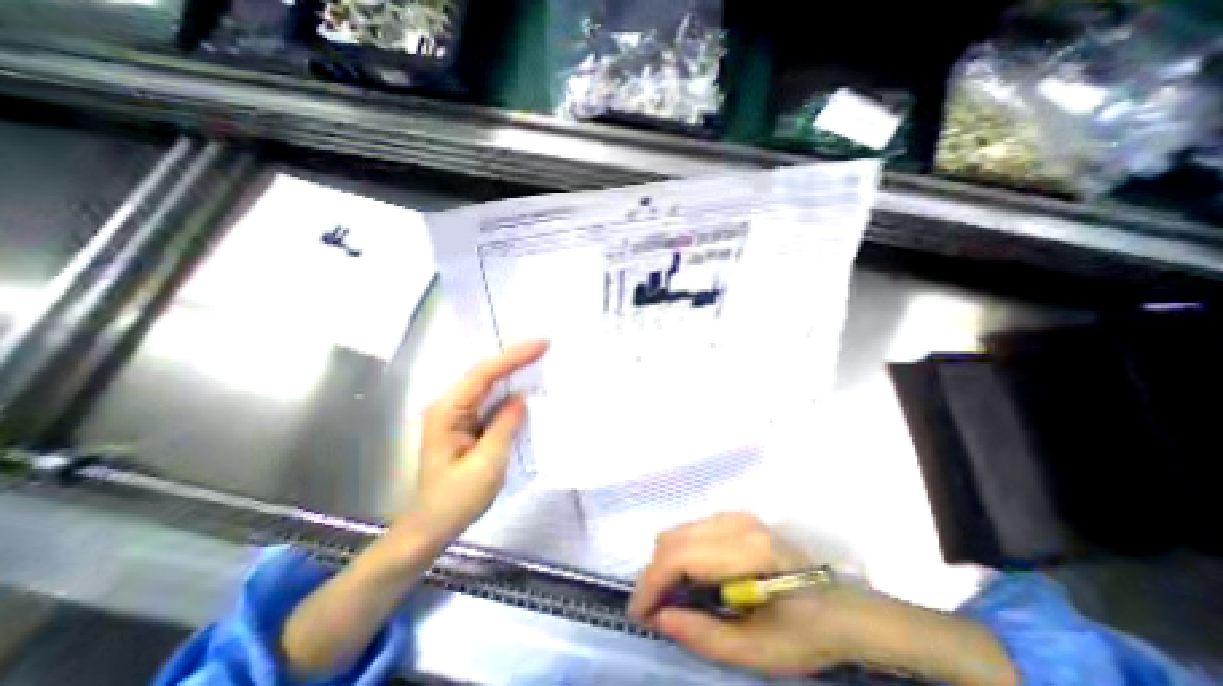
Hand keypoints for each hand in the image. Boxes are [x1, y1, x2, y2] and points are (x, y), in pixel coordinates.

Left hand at [413, 340, 545, 537]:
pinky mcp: (466, 423)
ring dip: (513, 370)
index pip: (484, 374)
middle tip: (544, 346)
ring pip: (488, 383)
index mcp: (448, 411)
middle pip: (485, 372)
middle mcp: (449, 405)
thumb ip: (504, 426)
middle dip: (515, 357)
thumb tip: (521, 398)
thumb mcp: (486, 464)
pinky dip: (509, 389)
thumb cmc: (455, 499)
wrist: (431, 527)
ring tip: (539, 358)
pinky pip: (490, 398)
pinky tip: (525, 384)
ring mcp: (457, 413)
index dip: (514, 357)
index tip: (541, 345)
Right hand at [631, 513, 888, 674]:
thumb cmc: (807, 633)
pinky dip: (680, 554)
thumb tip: (659, 618)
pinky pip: (692, 530)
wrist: (844, 608)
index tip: (637, 614)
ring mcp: (735, 515)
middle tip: (654, 610)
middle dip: (654, 574)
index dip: (651, 584)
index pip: (680, 556)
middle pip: (672, 538)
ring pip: (678, 531)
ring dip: (666, 563)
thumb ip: (704, 636)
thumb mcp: (758, 651)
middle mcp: (735, 521)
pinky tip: (691, 579)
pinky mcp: (735, 517)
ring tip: (671, 598)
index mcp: (746, 550)